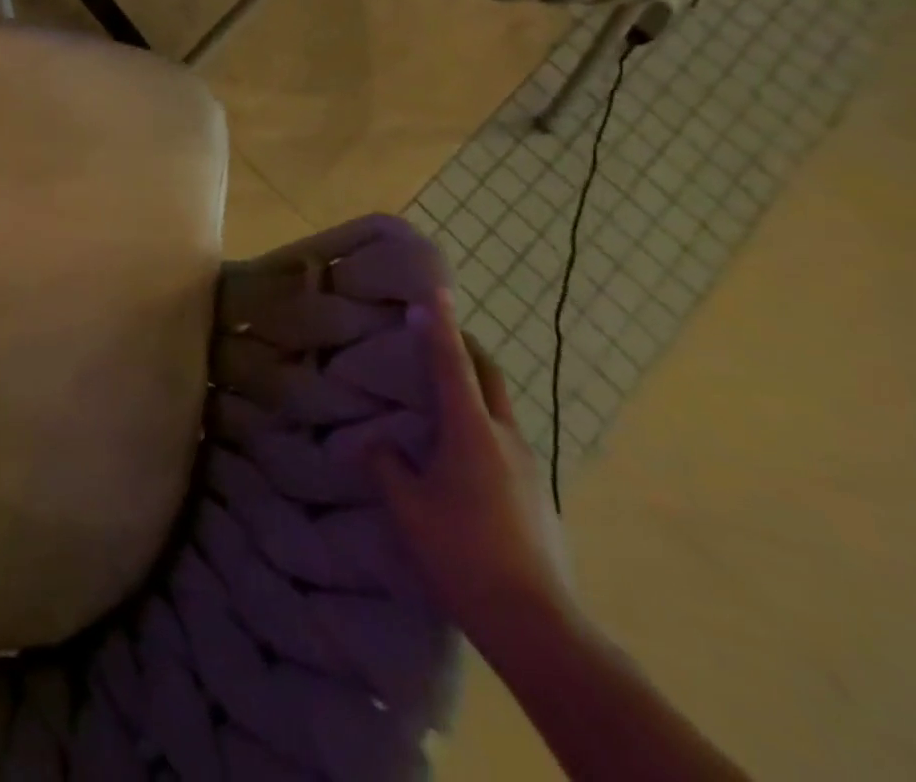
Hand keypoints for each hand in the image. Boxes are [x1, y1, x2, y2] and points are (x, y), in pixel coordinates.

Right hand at [370, 290, 577, 654]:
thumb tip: (378, 442)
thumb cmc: (461, 552)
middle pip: (489, 377)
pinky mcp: (538, 495)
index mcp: (471, 431)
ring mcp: (529, 468)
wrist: (538, 625)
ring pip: (498, 410)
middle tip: (438, 331)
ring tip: (438, 396)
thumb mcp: (406, 506)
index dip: (439, 325)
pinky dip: (479, 426)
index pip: (452, 364)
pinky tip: (458, 456)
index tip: (434, 290)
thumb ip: (387, 464)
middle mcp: (506, 438)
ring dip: (472, 389)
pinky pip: (503, 442)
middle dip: (465, 348)